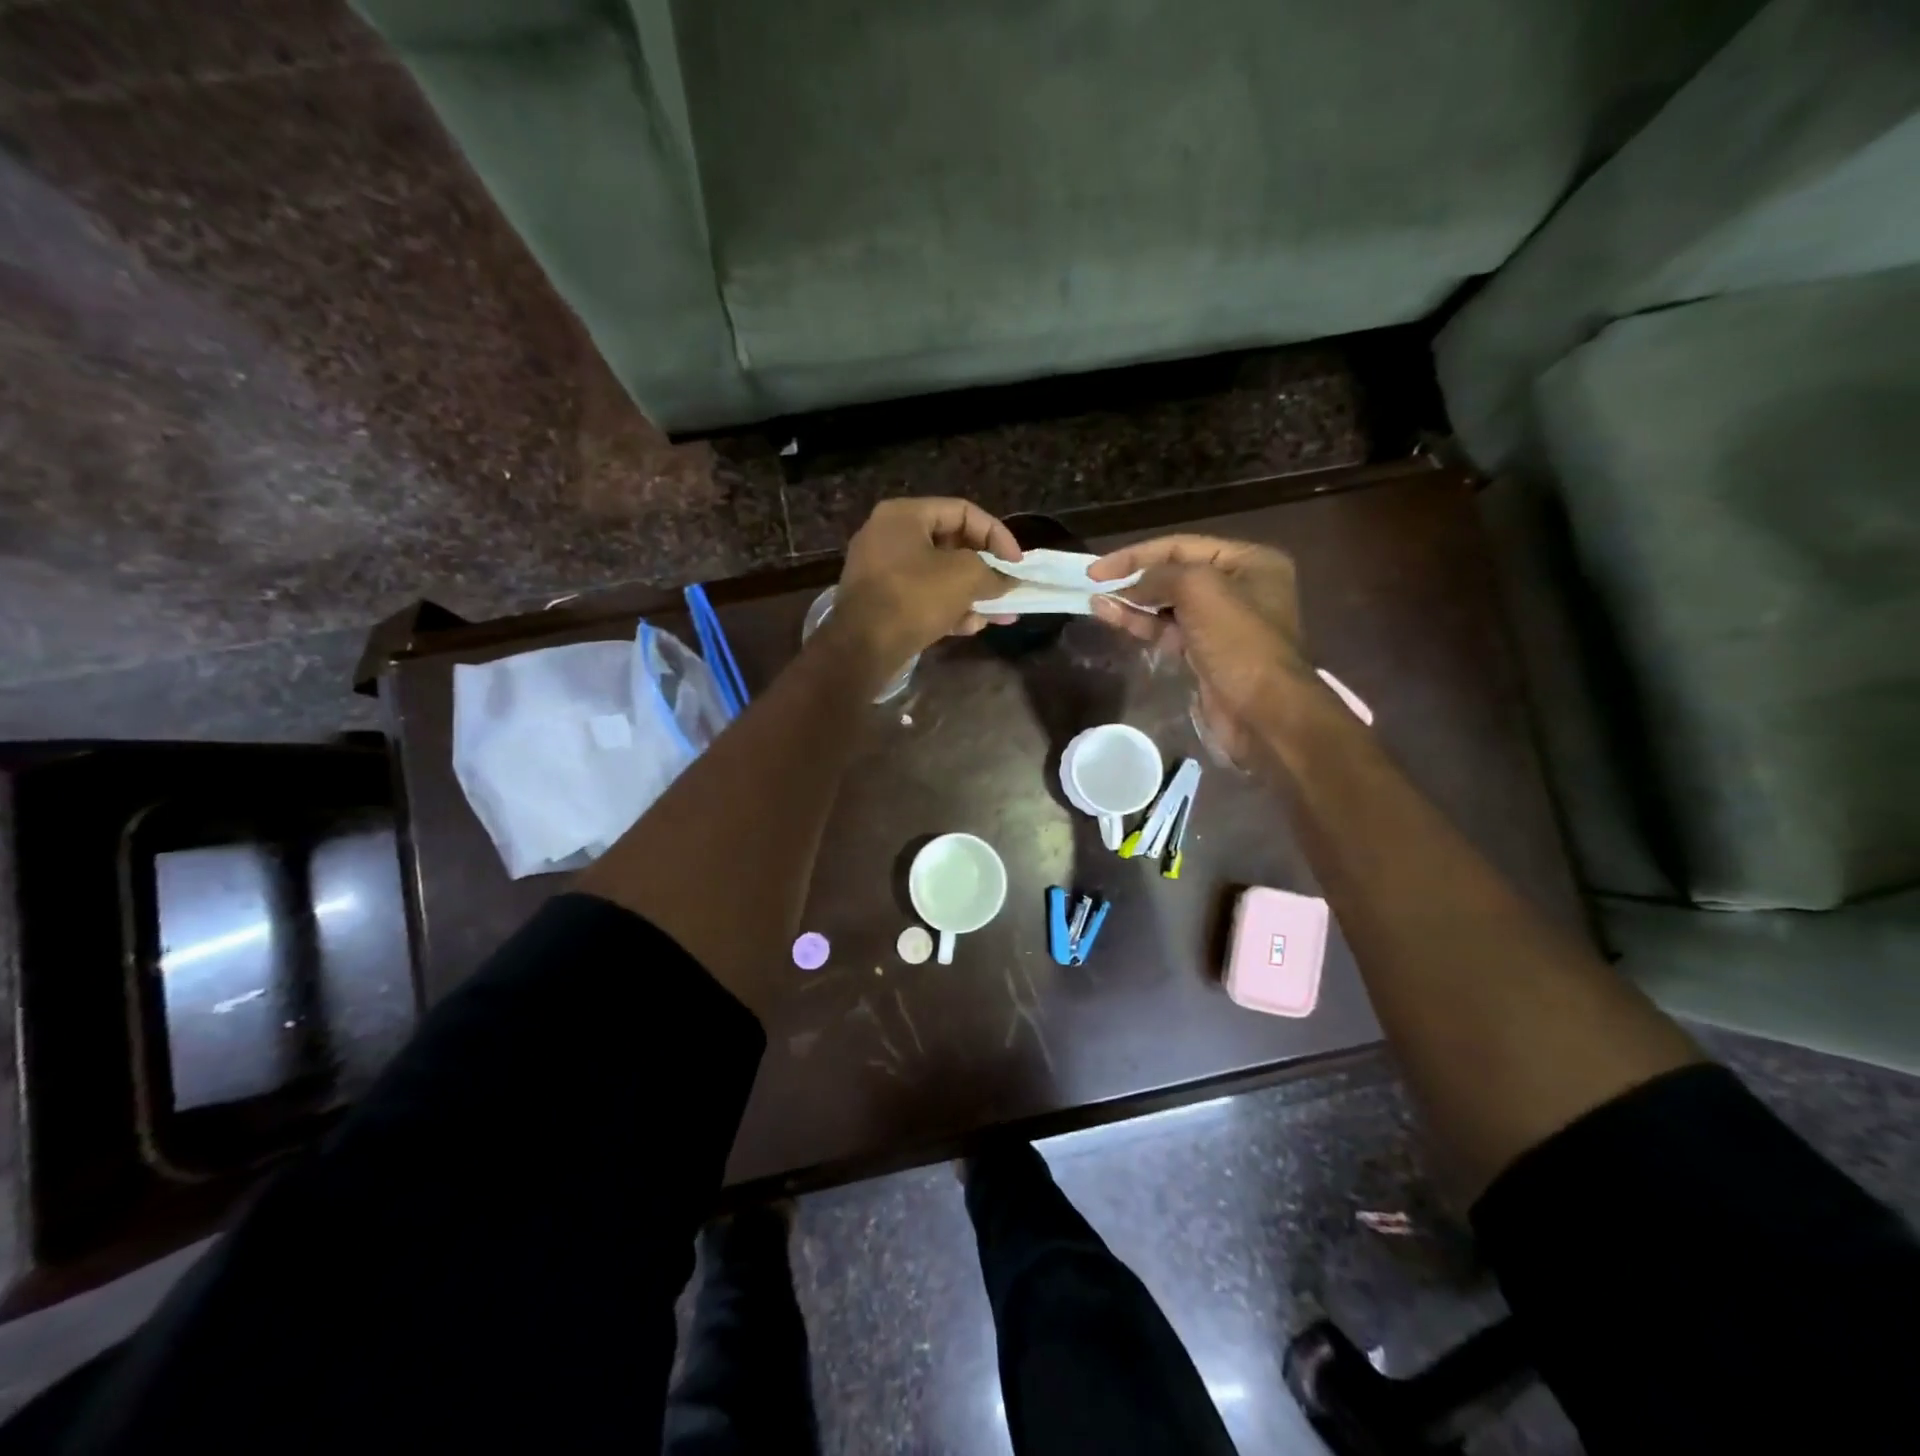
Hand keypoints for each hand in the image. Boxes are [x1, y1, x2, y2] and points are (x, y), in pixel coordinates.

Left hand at [833, 498, 1020, 666]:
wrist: (862, 647)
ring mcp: (880, 570)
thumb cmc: (914, 598)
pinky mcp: (880, 602)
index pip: (963, 511)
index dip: (997, 535)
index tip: (1017, 564)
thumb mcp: (964, 577)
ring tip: (1000, 614)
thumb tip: (1008, 581)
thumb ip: (993, 574)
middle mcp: (888, 535)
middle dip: (985, 570)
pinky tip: (973, 626)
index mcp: (904, 515)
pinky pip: (921, 597)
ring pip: (938, 576)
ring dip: (971, 594)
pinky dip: (947, 608)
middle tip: (1008, 587)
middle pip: (950, 545)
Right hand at [1088, 535, 1310, 764]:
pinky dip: (1143, 624)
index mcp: (1250, 562)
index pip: (1181, 546)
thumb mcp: (1201, 591)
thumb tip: (1132, 586)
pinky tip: (1114, 619)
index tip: (1098, 570)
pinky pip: (1169, 631)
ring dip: (1133, 603)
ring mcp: (1223, 623)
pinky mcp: (1207, 654)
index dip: (1136, 555)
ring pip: (1169, 605)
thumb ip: (1161, 576)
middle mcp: (1240, 587)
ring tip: (1096, 603)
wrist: (1263, 713)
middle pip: (1176, 575)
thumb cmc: (1239, 643)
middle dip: (1135, 580)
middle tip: (1096, 586)